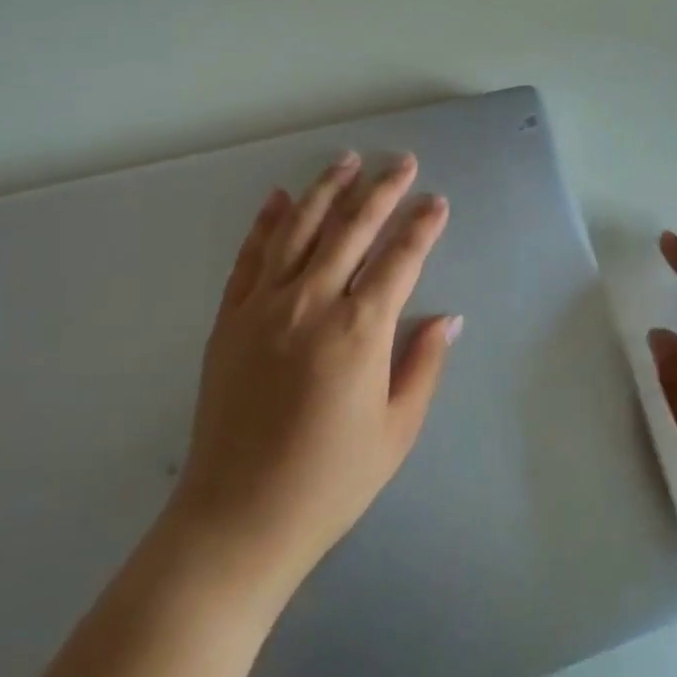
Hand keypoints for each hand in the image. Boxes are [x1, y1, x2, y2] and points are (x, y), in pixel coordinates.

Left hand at [169, 151, 459, 593]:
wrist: (239, 516)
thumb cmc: (330, 481)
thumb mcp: (395, 431)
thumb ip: (422, 365)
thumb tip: (447, 318)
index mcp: (359, 331)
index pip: (400, 260)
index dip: (422, 227)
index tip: (437, 202)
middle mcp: (311, 303)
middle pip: (351, 229)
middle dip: (381, 190)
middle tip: (402, 162)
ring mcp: (263, 305)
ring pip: (299, 229)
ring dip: (325, 190)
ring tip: (346, 160)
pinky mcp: (230, 318)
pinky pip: (250, 256)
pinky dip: (266, 223)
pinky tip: (278, 198)